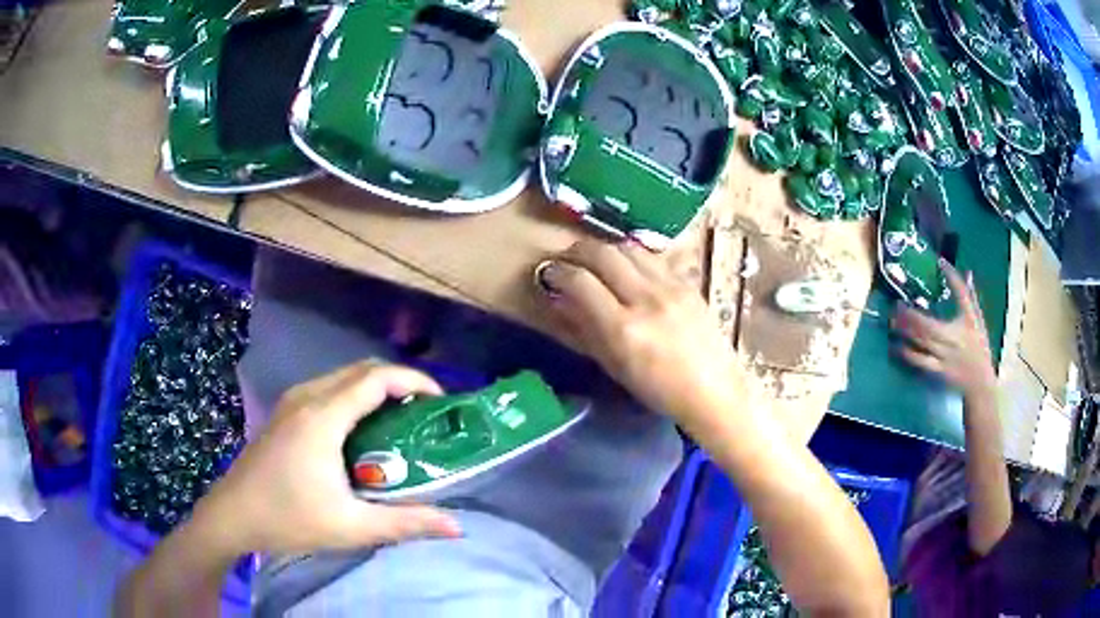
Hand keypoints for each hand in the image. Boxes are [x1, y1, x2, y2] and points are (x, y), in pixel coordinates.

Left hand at [196, 361, 461, 556]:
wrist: (233, 515)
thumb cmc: (289, 519)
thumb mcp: (351, 526)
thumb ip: (406, 523)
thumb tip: (457, 526)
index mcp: (323, 417)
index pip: (377, 378)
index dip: (414, 381)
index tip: (441, 402)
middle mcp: (307, 397)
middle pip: (362, 370)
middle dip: (399, 383)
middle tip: (425, 414)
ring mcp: (292, 401)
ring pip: (344, 377)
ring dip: (376, 389)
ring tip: (400, 421)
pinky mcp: (285, 412)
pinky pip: (329, 389)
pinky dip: (355, 398)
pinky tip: (362, 431)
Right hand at [534, 239, 744, 422]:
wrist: (713, 392)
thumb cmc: (658, 390)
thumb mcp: (614, 367)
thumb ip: (584, 329)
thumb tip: (558, 300)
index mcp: (624, 329)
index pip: (581, 281)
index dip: (558, 273)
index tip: (549, 275)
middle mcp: (646, 299)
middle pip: (603, 253)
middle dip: (577, 251)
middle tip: (568, 261)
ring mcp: (671, 288)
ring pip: (628, 248)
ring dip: (605, 249)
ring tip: (596, 262)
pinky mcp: (688, 283)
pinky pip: (653, 258)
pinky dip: (632, 258)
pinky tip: (629, 270)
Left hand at [892, 260, 996, 395]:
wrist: (980, 383)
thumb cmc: (979, 348)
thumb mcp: (978, 321)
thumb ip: (970, 297)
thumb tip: (967, 272)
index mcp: (969, 321)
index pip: (963, 295)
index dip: (953, 277)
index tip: (940, 261)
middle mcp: (956, 337)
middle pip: (931, 323)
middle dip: (912, 314)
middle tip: (897, 304)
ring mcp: (946, 355)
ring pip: (923, 340)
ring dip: (906, 331)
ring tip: (892, 321)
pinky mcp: (939, 370)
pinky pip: (921, 361)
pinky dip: (908, 353)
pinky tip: (896, 346)